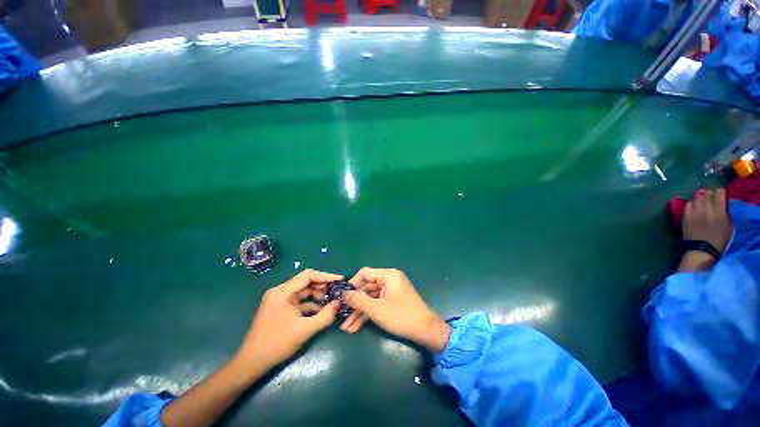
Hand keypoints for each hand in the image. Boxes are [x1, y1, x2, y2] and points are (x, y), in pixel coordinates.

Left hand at [235, 269, 342, 368]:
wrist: (252, 363)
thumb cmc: (277, 344)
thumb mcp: (305, 330)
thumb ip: (325, 316)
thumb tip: (339, 303)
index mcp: (283, 292)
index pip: (308, 276)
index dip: (326, 276)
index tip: (340, 279)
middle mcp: (280, 291)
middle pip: (306, 282)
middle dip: (323, 286)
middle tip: (338, 291)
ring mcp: (280, 299)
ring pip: (303, 292)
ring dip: (318, 295)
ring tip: (332, 301)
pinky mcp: (280, 308)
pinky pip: (299, 301)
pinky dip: (310, 304)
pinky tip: (321, 310)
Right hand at [339, 267, 450, 352]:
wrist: (426, 331)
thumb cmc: (401, 316)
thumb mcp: (377, 309)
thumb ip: (358, 300)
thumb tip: (343, 294)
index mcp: (388, 275)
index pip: (365, 273)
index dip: (352, 283)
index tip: (342, 296)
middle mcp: (389, 280)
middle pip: (366, 288)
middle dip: (354, 303)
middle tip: (341, 315)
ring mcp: (391, 291)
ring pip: (370, 298)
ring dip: (359, 312)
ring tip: (346, 327)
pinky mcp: (392, 301)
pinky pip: (377, 304)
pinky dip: (367, 314)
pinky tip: (355, 327)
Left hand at [682, 188, 731, 251]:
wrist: (702, 248)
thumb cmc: (719, 239)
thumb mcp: (729, 224)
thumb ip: (725, 212)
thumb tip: (723, 205)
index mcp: (719, 209)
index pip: (719, 192)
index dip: (720, 192)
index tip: (721, 194)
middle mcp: (706, 207)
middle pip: (707, 193)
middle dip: (710, 194)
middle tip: (711, 197)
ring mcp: (694, 210)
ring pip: (697, 197)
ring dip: (701, 197)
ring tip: (703, 201)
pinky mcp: (685, 215)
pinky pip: (688, 204)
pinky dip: (692, 203)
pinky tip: (694, 206)